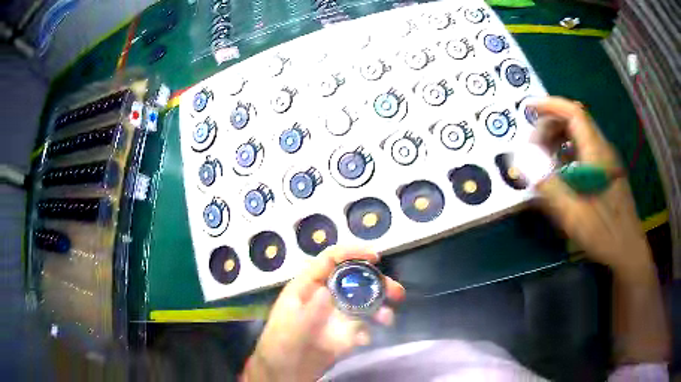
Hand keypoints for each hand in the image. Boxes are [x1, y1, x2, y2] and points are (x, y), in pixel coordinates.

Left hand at [243, 246, 405, 381]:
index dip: (352, 253)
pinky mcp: (342, 334)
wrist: (284, 374)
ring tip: (387, 319)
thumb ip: (309, 311)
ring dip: (379, 308)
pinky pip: (362, 327)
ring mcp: (335, 316)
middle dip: (376, 283)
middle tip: (396, 292)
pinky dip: (369, 330)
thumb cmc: (279, 346)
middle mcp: (324, 298)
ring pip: (362, 303)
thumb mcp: (290, 329)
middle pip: (353, 280)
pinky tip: (364, 341)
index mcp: (307, 288)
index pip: (330, 260)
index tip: (376, 257)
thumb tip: (327, 290)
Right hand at [532, 97, 653, 277]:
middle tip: (533, 147)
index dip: (550, 105)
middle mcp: (602, 149)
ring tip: (543, 159)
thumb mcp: (573, 213)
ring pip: (579, 136)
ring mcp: (606, 161)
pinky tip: (560, 172)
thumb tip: (525, 163)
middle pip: (575, 121)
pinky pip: (584, 151)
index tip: (529, 108)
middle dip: (550, 125)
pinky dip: (567, 153)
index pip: (574, 113)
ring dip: (558, 139)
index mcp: (596, 153)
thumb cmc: (604, 232)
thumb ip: (549, 185)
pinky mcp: (606, 172)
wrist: (628, 250)